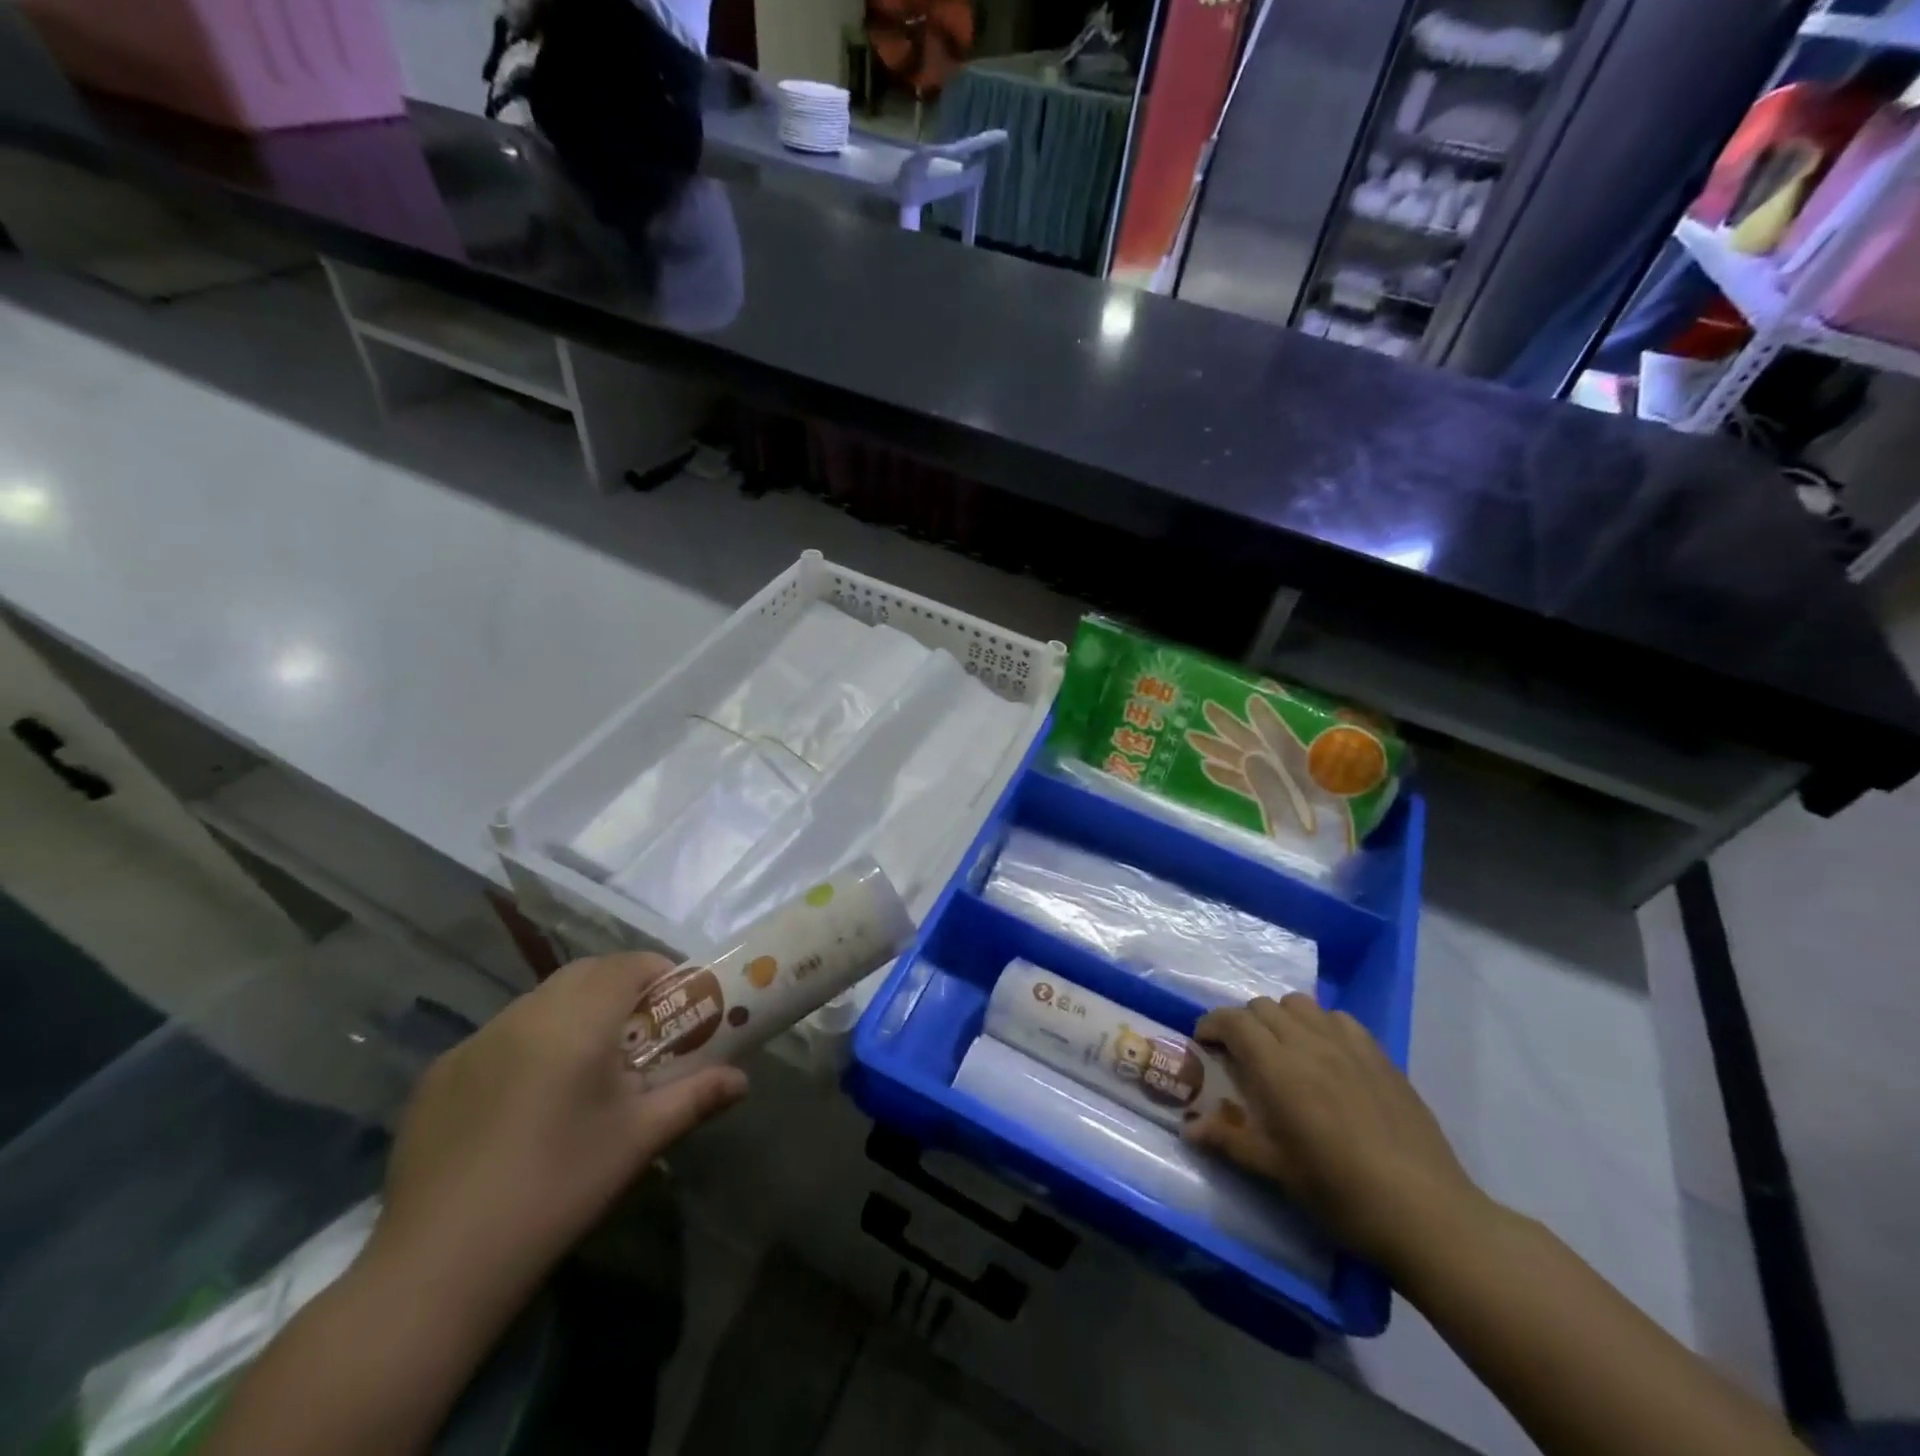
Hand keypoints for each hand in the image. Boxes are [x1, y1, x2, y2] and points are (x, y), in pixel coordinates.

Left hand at [368, 953, 747, 1309]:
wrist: (438, 1265)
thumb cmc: (558, 1188)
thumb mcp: (638, 1140)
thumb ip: (696, 1098)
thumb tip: (742, 1081)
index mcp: (577, 1021)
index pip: (627, 965)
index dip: (658, 972)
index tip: (677, 1004)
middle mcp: (524, 1015)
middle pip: (584, 974)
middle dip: (619, 988)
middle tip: (640, 1035)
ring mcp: (474, 1042)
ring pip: (539, 1002)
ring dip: (573, 1013)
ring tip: (585, 1068)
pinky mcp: (439, 1074)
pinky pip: (499, 1036)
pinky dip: (527, 1044)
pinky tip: (526, 1102)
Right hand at [1188, 993, 1485, 1277]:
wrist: (1426, 1213)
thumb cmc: (1341, 1193)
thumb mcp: (1276, 1171)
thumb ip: (1229, 1140)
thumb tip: (1188, 1129)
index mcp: (1278, 1068)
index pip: (1234, 1021)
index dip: (1212, 1025)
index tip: (1205, 1044)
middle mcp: (1308, 1042)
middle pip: (1263, 1006)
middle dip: (1244, 1022)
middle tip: (1242, 1055)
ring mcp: (1348, 1044)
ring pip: (1300, 1004)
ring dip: (1281, 1018)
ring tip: (1283, 1050)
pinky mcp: (1380, 1055)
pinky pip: (1338, 1018)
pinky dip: (1320, 1025)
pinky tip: (1326, 1056)